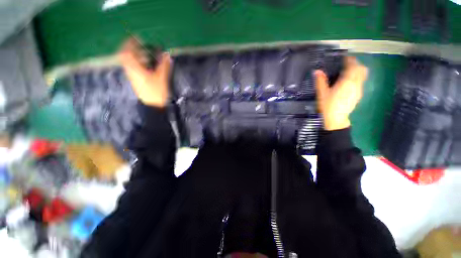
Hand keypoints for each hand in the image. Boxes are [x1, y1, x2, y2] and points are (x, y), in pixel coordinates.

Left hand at [119, 38, 171, 107]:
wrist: (153, 106)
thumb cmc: (157, 92)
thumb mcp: (162, 78)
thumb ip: (164, 65)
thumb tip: (167, 54)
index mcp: (135, 69)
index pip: (127, 53)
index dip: (130, 43)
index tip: (136, 38)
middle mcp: (131, 72)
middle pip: (126, 57)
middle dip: (132, 49)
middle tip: (141, 46)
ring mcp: (132, 77)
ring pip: (129, 63)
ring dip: (136, 56)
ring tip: (146, 55)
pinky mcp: (136, 81)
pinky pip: (133, 68)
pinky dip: (138, 64)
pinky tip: (147, 66)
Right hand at [315, 57, 367, 130]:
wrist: (336, 119)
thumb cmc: (328, 106)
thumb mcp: (322, 93)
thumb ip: (320, 81)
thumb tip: (317, 71)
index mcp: (347, 82)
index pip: (352, 66)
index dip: (350, 60)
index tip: (345, 57)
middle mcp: (356, 84)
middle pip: (361, 69)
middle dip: (356, 64)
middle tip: (347, 63)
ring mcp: (359, 90)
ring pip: (363, 76)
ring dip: (358, 71)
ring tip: (348, 71)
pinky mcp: (358, 95)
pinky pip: (360, 82)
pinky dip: (357, 78)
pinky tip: (349, 82)